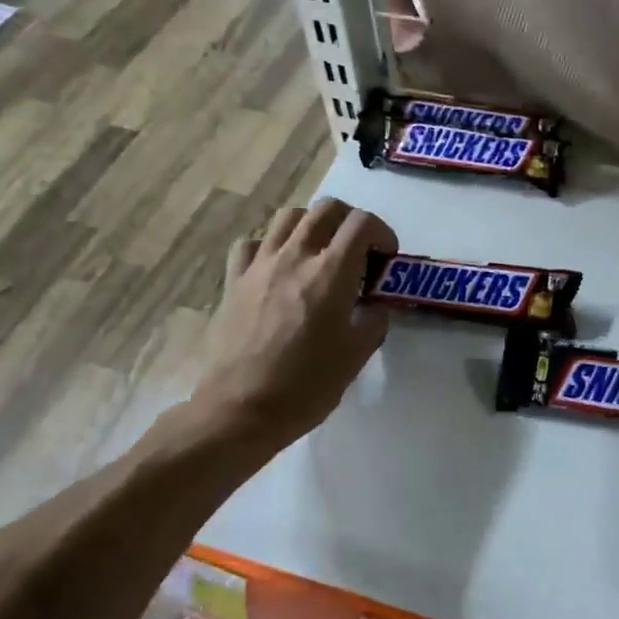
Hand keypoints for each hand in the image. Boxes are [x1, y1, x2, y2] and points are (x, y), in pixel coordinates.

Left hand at [191, 200, 397, 455]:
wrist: (240, 410)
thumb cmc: (305, 385)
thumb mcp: (356, 356)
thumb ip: (374, 321)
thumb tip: (374, 307)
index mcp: (331, 272)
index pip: (361, 223)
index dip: (382, 232)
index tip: (385, 258)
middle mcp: (295, 256)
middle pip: (326, 208)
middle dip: (349, 220)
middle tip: (357, 250)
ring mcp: (260, 265)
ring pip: (288, 216)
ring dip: (310, 225)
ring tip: (318, 252)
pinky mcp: (233, 280)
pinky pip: (251, 244)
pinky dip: (268, 246)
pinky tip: (276, 268)